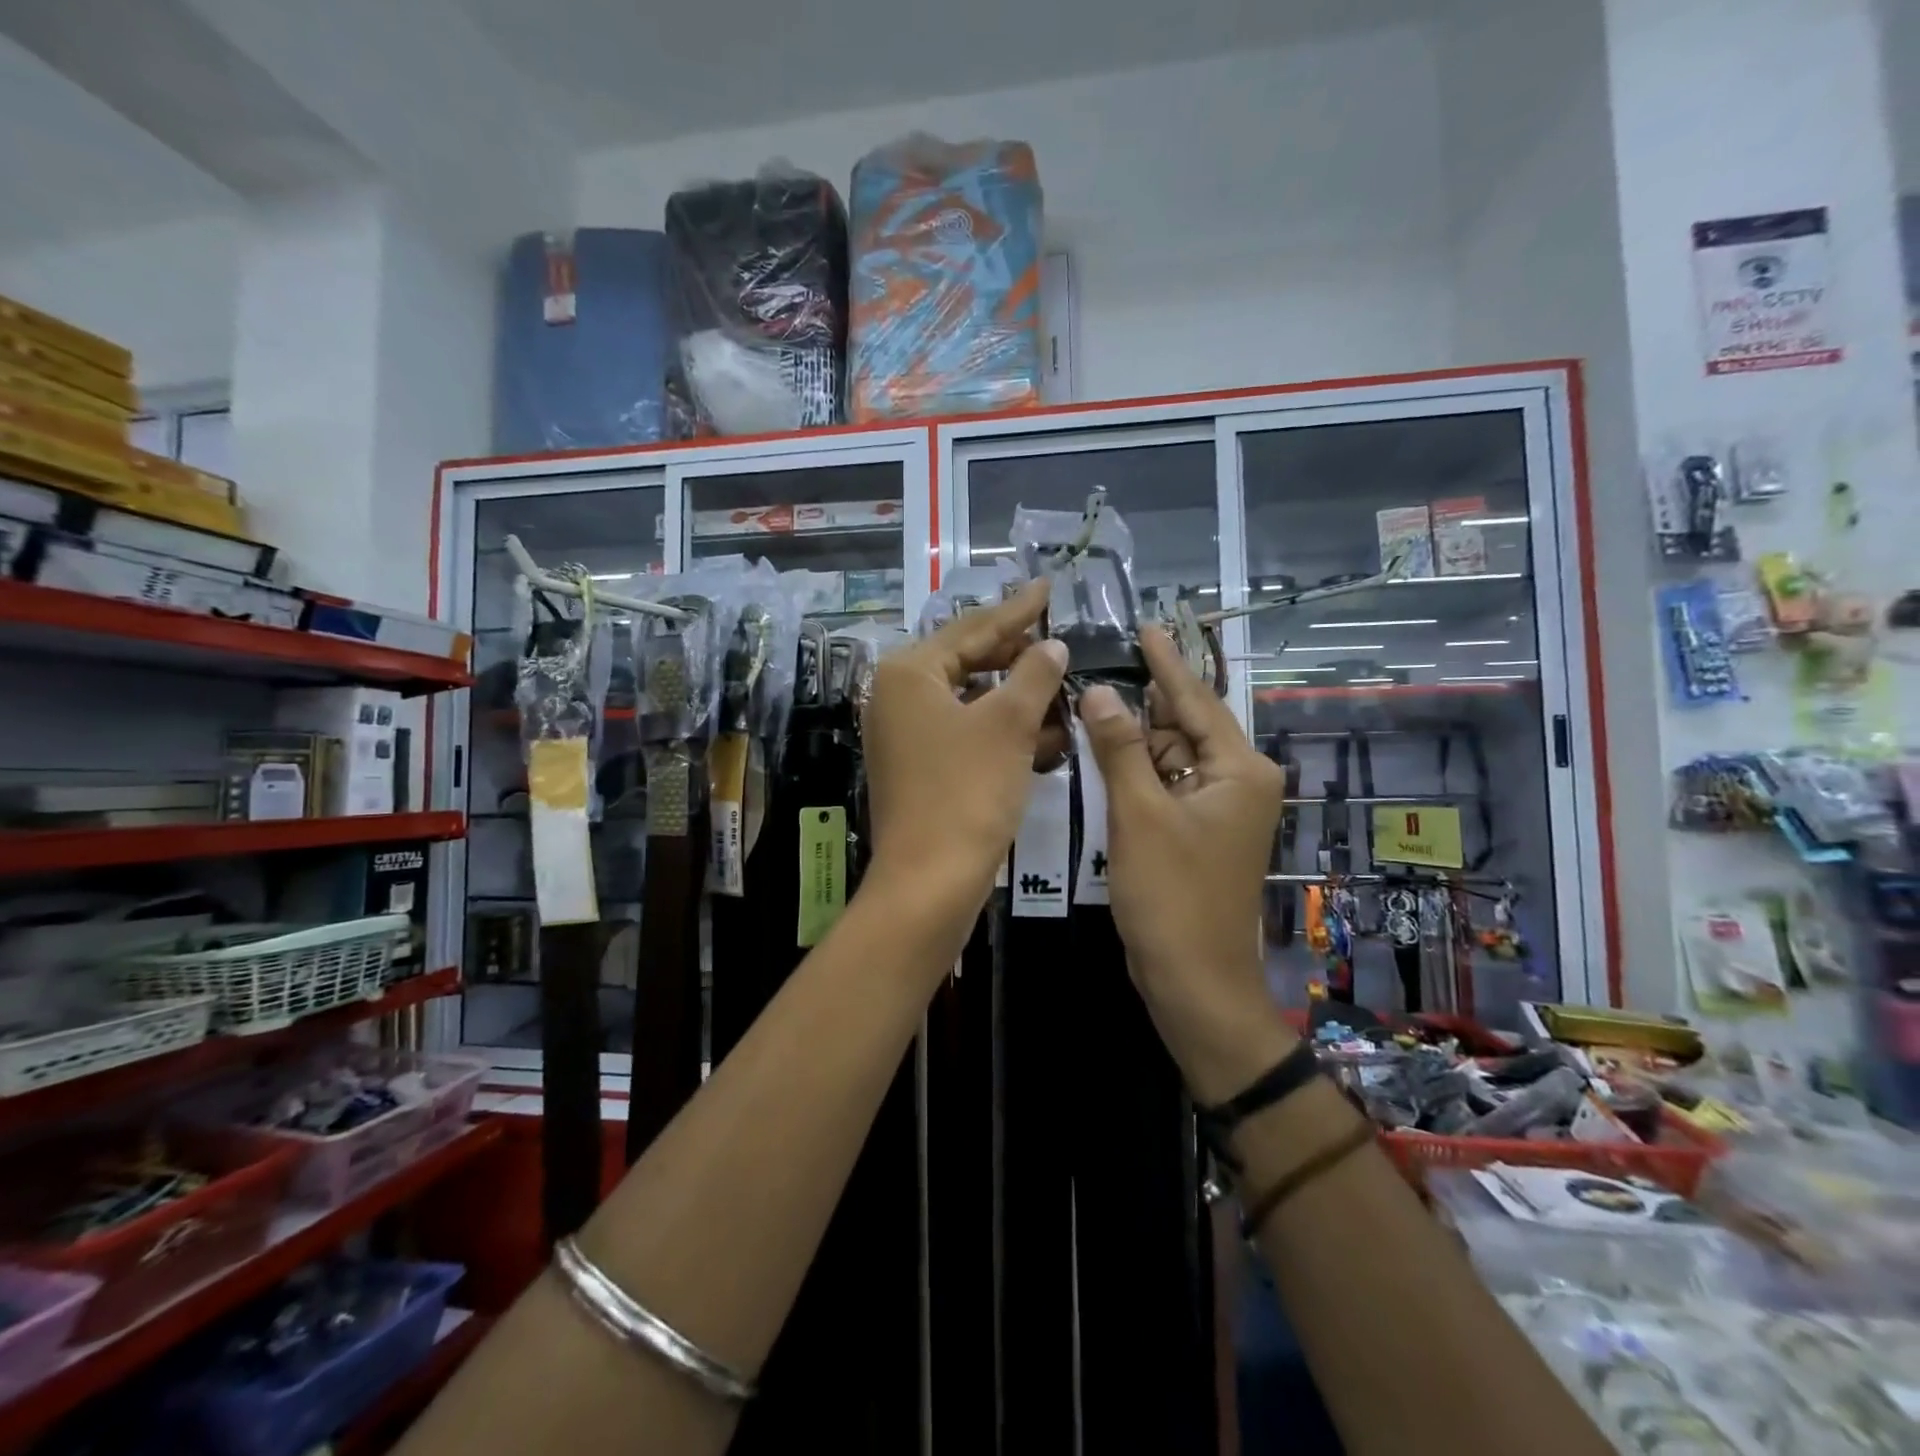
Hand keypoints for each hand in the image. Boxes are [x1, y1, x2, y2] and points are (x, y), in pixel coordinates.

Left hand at [864, 580, 1066, 928]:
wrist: (929, 883)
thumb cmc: (967, 792)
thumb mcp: (1009, 725)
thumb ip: (1034, 674)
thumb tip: (1052, 645)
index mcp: (909, 673)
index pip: (973, 628)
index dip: (1018, 610)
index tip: (1049, 587)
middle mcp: (897, 696)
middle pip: (968, 661)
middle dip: (1018, 656)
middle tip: (1060, 640)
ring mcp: (904, 735)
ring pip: (971, 700)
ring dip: (1017, 697)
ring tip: (1063, 687)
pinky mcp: (918, 767)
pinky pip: (966, 733)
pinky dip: (1002, 731)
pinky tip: (1045, 734)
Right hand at [1077, 629, 1293, 1100]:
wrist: (1193, 980)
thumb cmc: (1172, 896)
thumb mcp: (1139, 815)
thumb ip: (1120, 749)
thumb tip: (1101, 691)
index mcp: (1238, 769)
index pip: (1195, 699)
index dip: (1165, 661)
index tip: (1146, 623)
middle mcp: (1236, 781)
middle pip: (1181, 726)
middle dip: (1140, 700)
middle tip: (1097, 662)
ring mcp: (1217, 808)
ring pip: (1169, 756)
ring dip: (1132, 737)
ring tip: (1090, 700)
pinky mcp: (1196, 831)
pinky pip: (1164, 785)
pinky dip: (1135, 770)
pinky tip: (1102, 751)